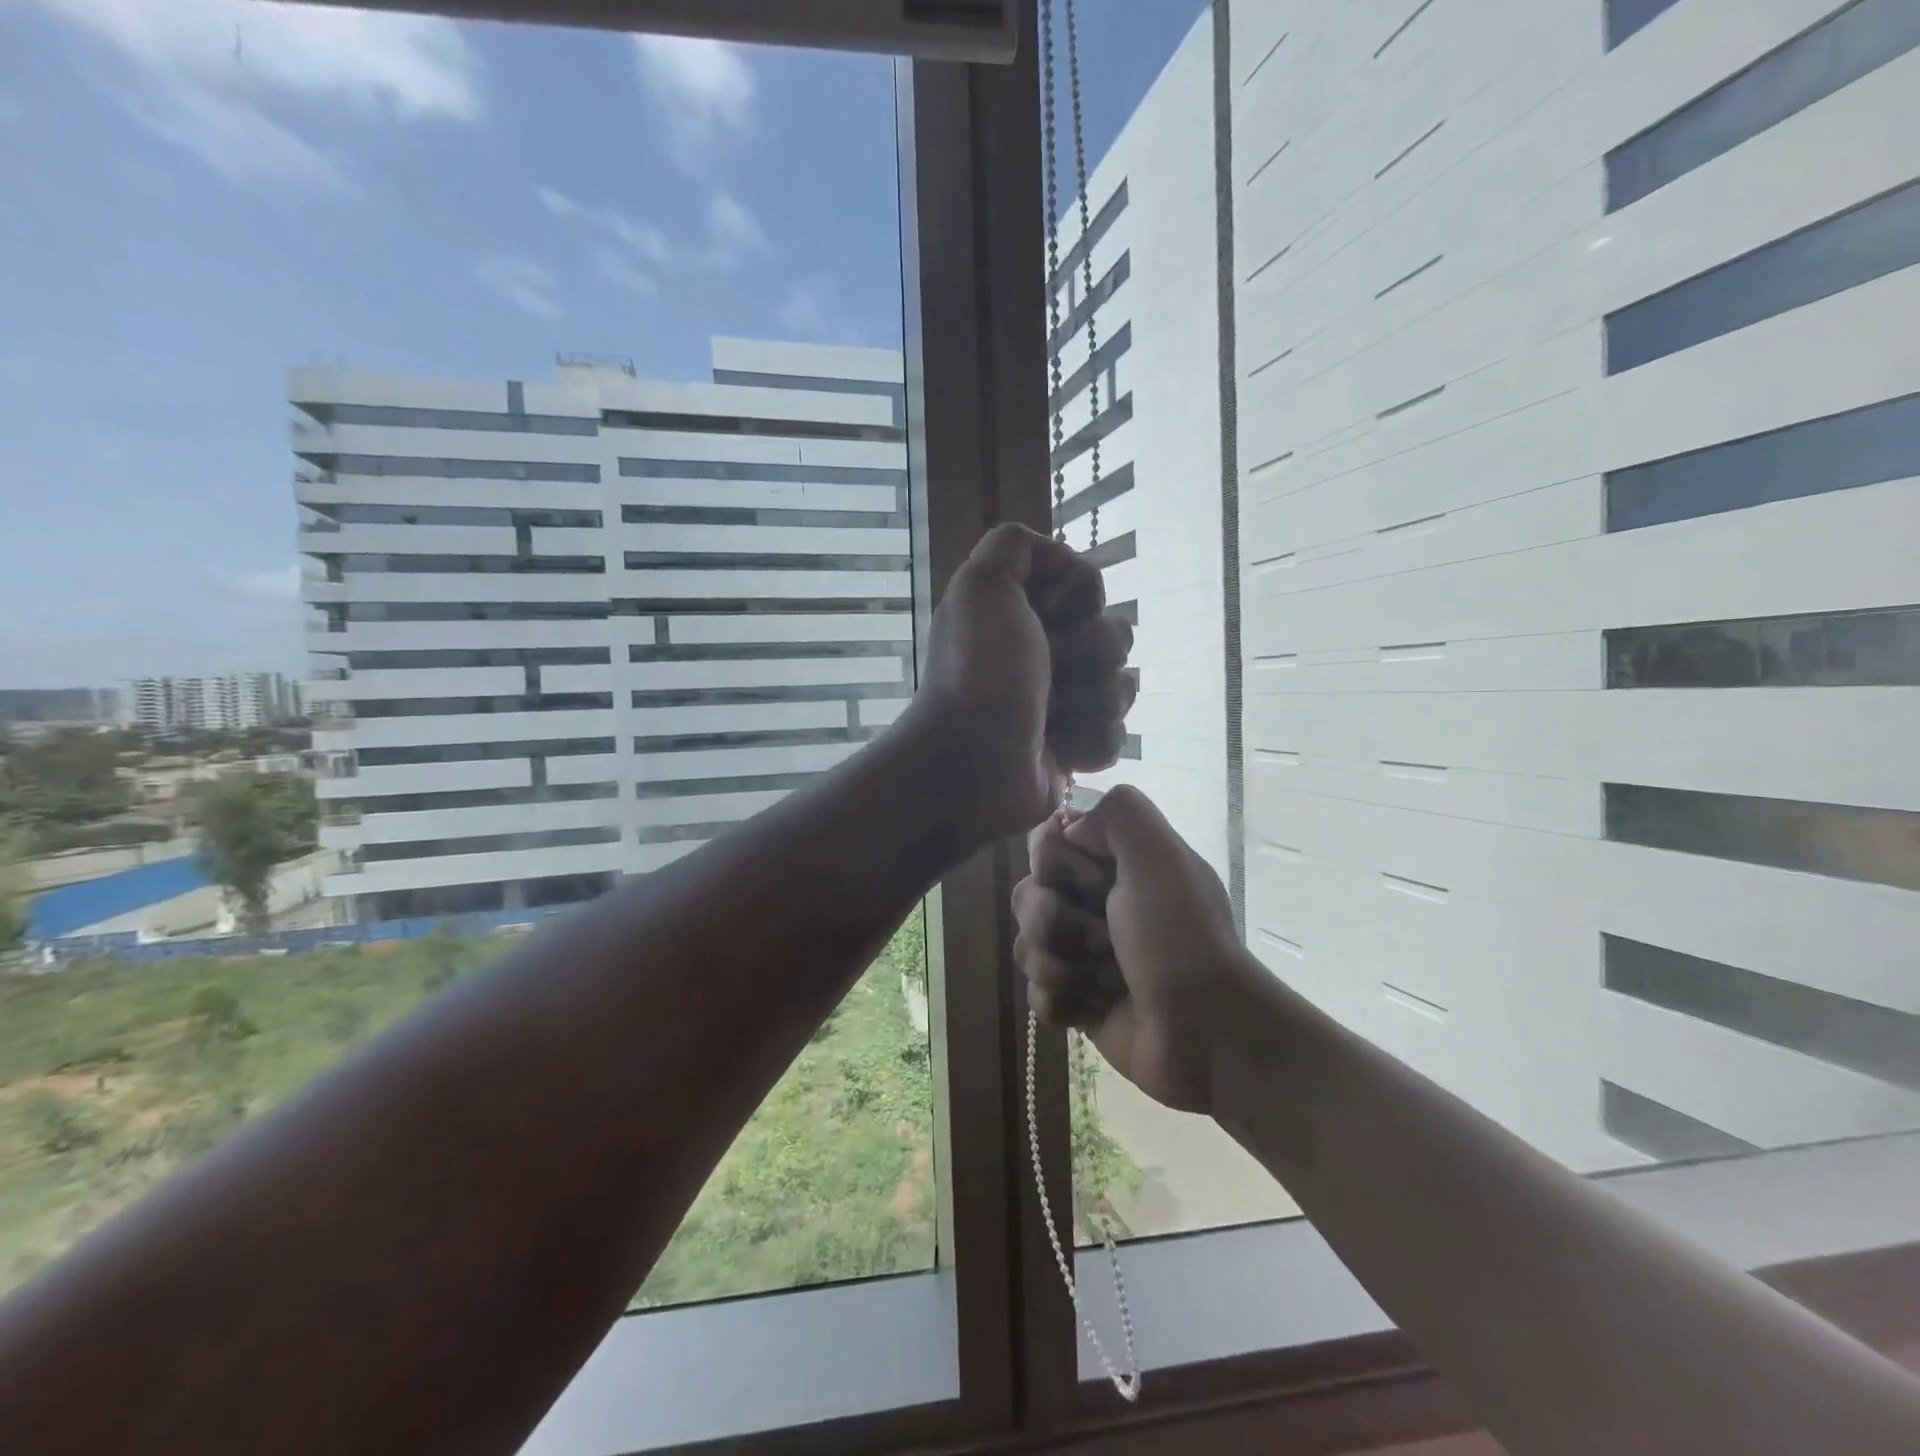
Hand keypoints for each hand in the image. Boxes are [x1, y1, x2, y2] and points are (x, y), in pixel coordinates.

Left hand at [906, 523, 1135, 843]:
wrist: (969, 765)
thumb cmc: (978, 673)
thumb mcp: (982, 585)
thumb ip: (1014, 545)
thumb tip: (1061, 561)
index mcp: (1024, 614)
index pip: (1090, 588)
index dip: (1079, 600)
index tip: (1045, 617)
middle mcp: (1045, 652)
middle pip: (1115, 637)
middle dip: (1088, 656)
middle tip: (1047, 676)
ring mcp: (1062, 702)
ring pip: (1122, 688)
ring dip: (1091, 703)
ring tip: (1050, 720)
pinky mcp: (1074, 748)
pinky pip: (1117, 735)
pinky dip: (1090, 743)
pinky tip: (1060, 751)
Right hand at [1012, 786, 1251, 1114]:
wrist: (1208, 1032)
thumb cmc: (1180, 937)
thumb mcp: (1161, 855)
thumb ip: (1119, 812)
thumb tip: (1069, 830)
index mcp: (1114, 865)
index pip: (1047, 844)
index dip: (1055, 862)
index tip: (1091, 879)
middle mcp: (1095, 904)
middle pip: (1027, 894)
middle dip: (1054, 919)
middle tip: (1103, 939)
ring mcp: (1083, 955)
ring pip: (1026, 945)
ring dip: (1060, 964)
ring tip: (1104, 979)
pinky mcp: (1077, 1002)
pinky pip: (1036, 993)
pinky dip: (1062, 1000)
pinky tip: (1095, 1007)